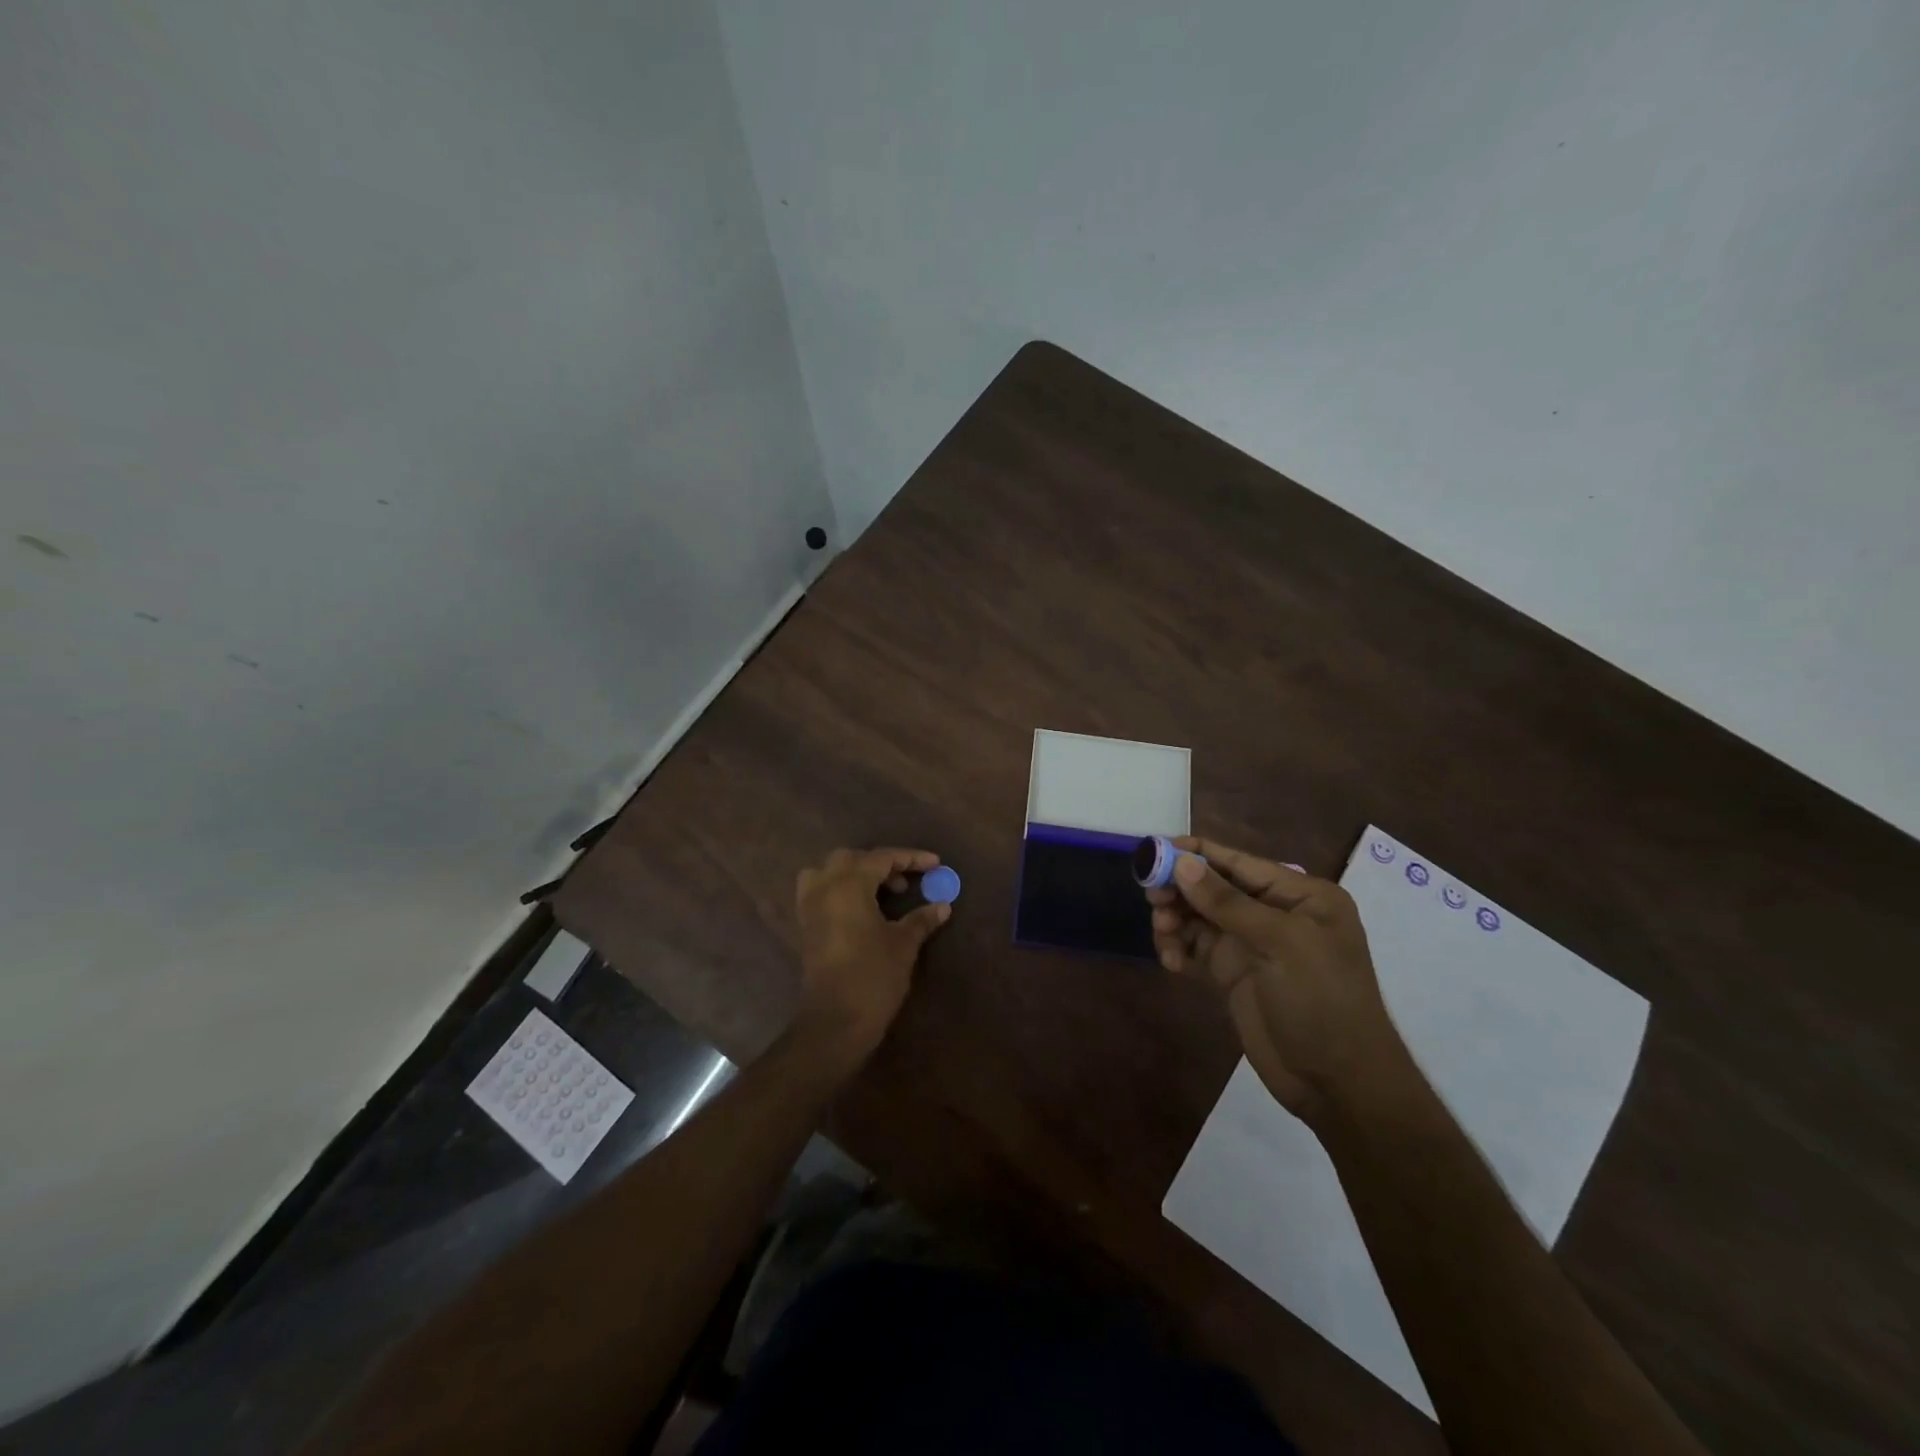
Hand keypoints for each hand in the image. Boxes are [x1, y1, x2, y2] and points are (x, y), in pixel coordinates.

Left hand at [795, 847, 950, 1054]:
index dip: (910, 858)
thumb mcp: (903, 945)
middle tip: (905, 883)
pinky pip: (819, 892)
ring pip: (828, 872)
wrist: (835, 1022)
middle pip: (851, 859)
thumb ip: (921, 919)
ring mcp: (810, 907)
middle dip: (880, 864)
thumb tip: (943, 905)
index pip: (881, 858)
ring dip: (854, 874)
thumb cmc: (873, 977)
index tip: (935, 864)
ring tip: (879, 893)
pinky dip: (839, 890)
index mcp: (848, 885)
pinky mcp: (805, 927)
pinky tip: (861, 910)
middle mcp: (824, 888)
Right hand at [1148, 837, 1405, 1122]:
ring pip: (1198, 916)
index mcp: (1299, 895)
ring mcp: (1251, 943)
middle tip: (1152, 900)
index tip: (1152, 852)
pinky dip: (1178, 948)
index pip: (1237, 861)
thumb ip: (1228, 902)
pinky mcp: (1233, 972)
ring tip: (1164, 937)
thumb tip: (1182, 862)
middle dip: (1180, 890)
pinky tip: (1173, 963)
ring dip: (1175, 920)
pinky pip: (1195, 946)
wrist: (1337, 1084)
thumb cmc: (1322, 1001)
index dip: (1194, 854)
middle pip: (1212, 886)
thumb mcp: (1281, 944)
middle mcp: (1274, 912)